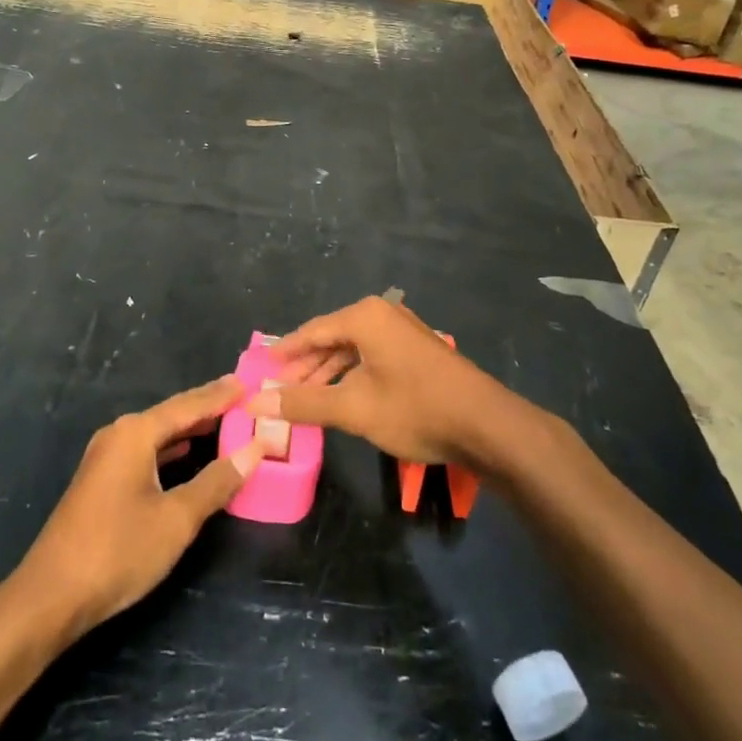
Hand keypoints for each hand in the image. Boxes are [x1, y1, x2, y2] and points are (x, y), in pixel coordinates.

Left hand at [19, 377, 266, 639]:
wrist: (51, 596)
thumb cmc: (118, 551)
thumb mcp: (177, 518)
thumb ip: (216, 482)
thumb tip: (254, 450)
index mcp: (135, 433)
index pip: (188, 405)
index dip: (220, 395)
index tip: (248, 382)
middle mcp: (119, 435)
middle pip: (172, 414)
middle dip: (207, 407)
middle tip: (243, 397)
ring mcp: (106, 458)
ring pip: (158, 434)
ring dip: (190, 429)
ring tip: (224, 420)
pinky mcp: (102, 481)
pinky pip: (146, 451)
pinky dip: (172, 449)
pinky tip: (188, 453)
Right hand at [248, 295, 520, 469]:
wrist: (487, 425)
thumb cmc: (415, 409)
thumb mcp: (353, 409)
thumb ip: (303, 403)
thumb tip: (255, 403)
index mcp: (364, 317)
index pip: (311, 331)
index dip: (284, 353)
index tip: (260, 369)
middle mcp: (383, 314)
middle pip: (331, 338)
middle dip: (305, 367)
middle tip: (279, 391)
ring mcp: (403, 331)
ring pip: (353, 349)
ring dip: (329, 374)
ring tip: (306, 399)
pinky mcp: (417, 350)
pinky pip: (372, 356)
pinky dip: (353, 375)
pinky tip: (343, 398)